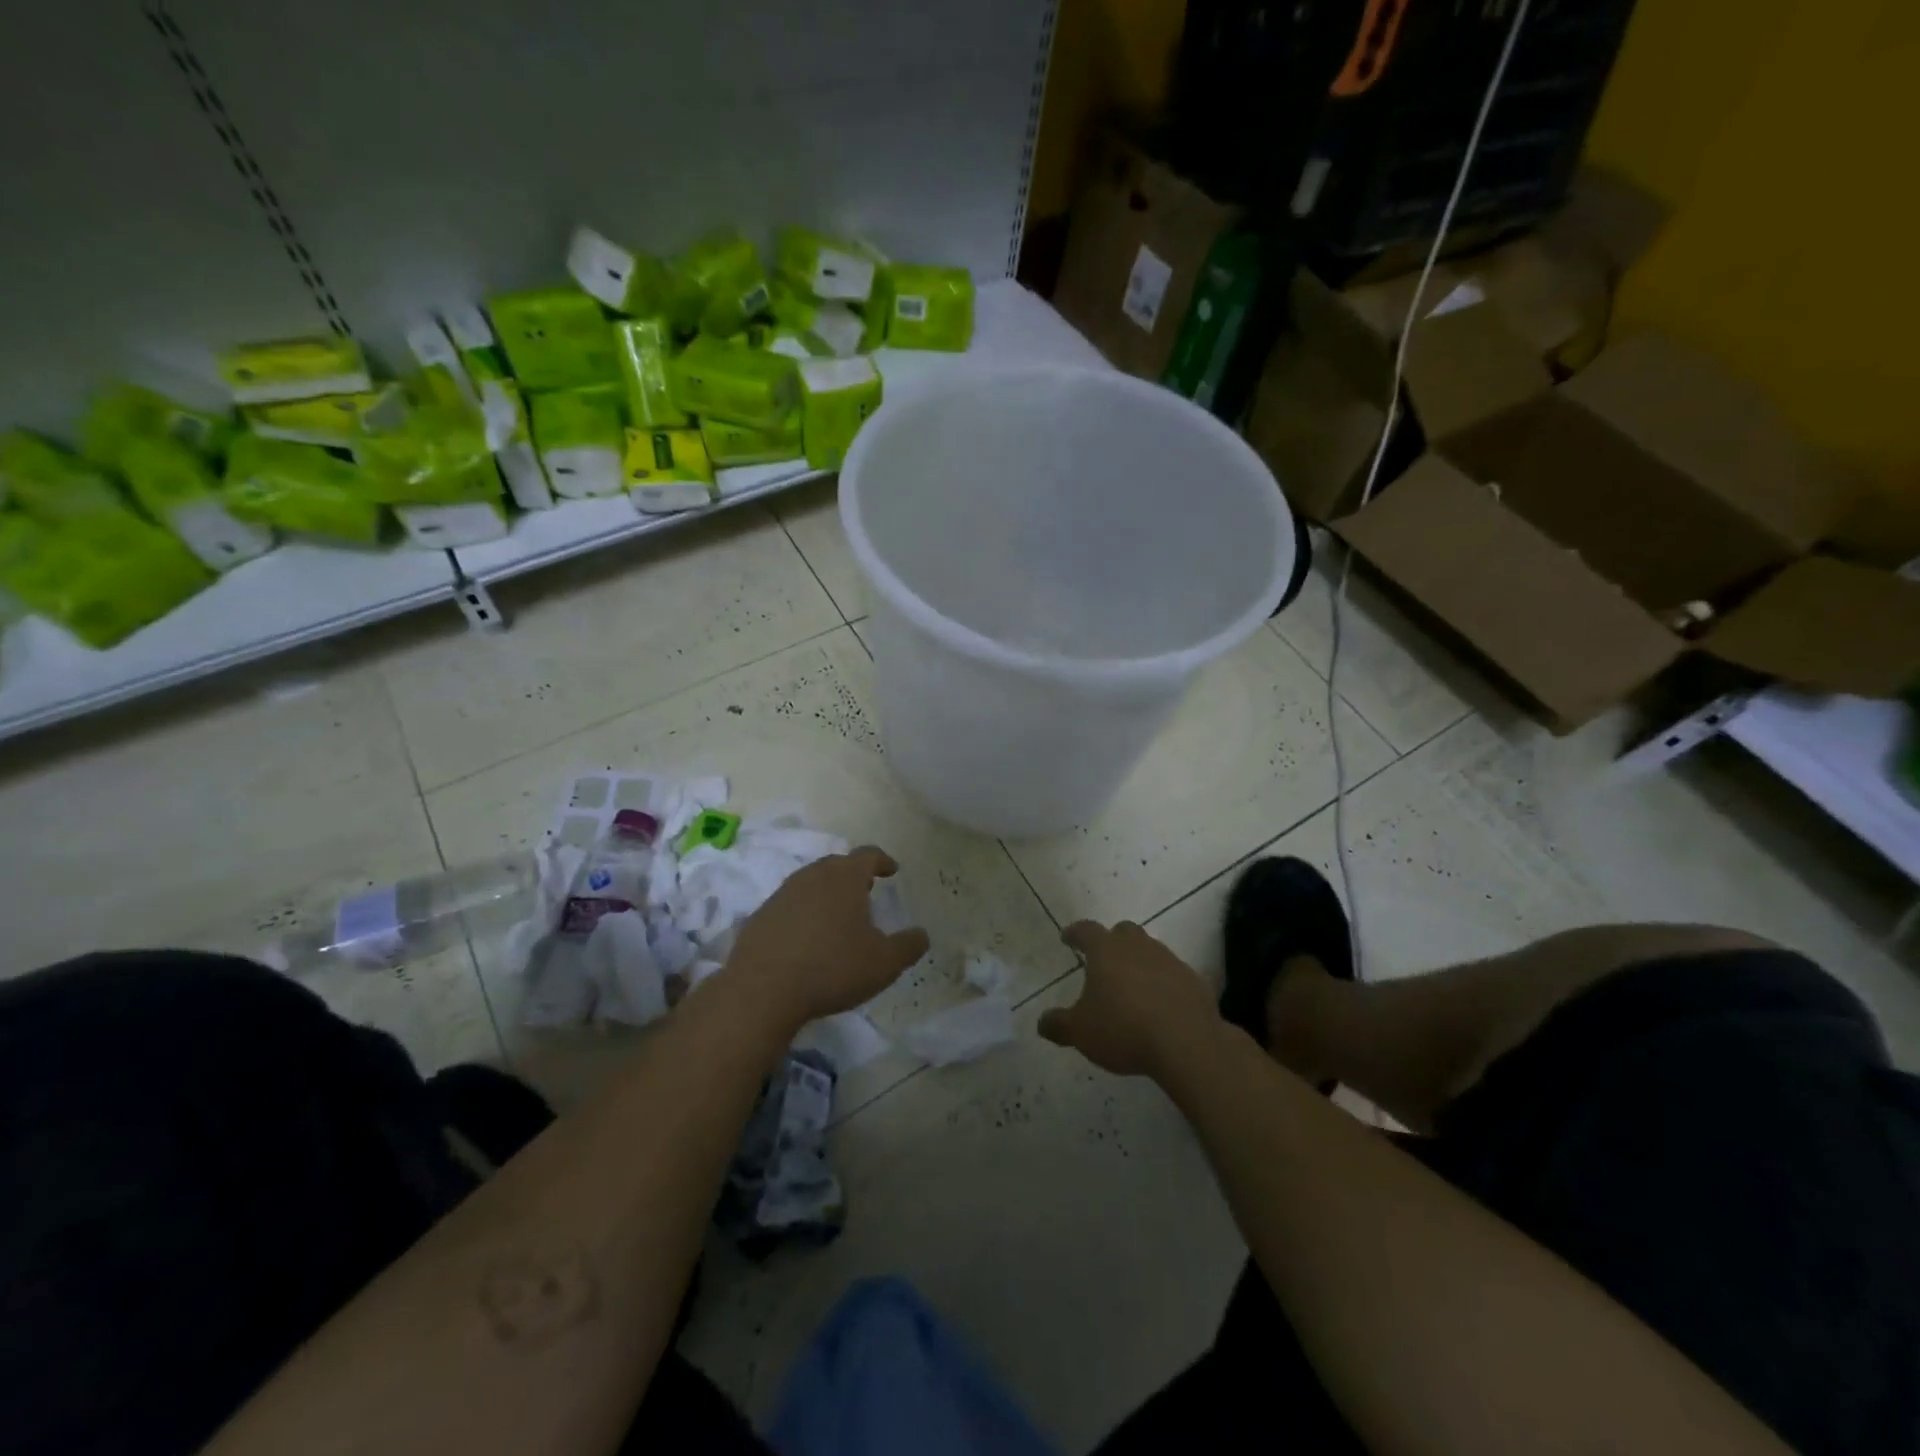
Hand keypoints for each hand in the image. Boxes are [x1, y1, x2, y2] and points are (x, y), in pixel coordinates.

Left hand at [725, 846, 929, 1030]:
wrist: (762, 990)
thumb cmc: (832, 968)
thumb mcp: (883, 963)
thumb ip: (908, 946)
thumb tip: (922, 935)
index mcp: (844, 878)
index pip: (868, 855)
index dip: (883, 861)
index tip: (892, 871)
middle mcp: (812, 876)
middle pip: (837, 865)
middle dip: (853, 875)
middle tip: (866, 892)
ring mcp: (782, 894)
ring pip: (811, 883)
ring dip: (826, 894)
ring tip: (837, 916)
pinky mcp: (760, 916)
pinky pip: (789, 906)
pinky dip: (803, 914)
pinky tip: (807, 939)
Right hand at [1039, 920, 1218, 1077]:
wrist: (1186, 1043)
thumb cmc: (1124, 1028)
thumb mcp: (1081, 1032)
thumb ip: (1059, 1025)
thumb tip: (1042, 1023)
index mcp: (1106, 950)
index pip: (1086, 931)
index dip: (1074, 933)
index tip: (1067, 938)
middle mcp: (1138, 946)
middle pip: (1123, 932)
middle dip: (1112, 941)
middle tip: (1104, 960)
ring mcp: (1170, 961)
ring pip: (1151, 950)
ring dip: (1140, 962)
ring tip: (1133, 986)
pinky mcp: (1194, 981)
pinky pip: (1174, 975)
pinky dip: (1165, 984)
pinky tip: (1161, 1005)